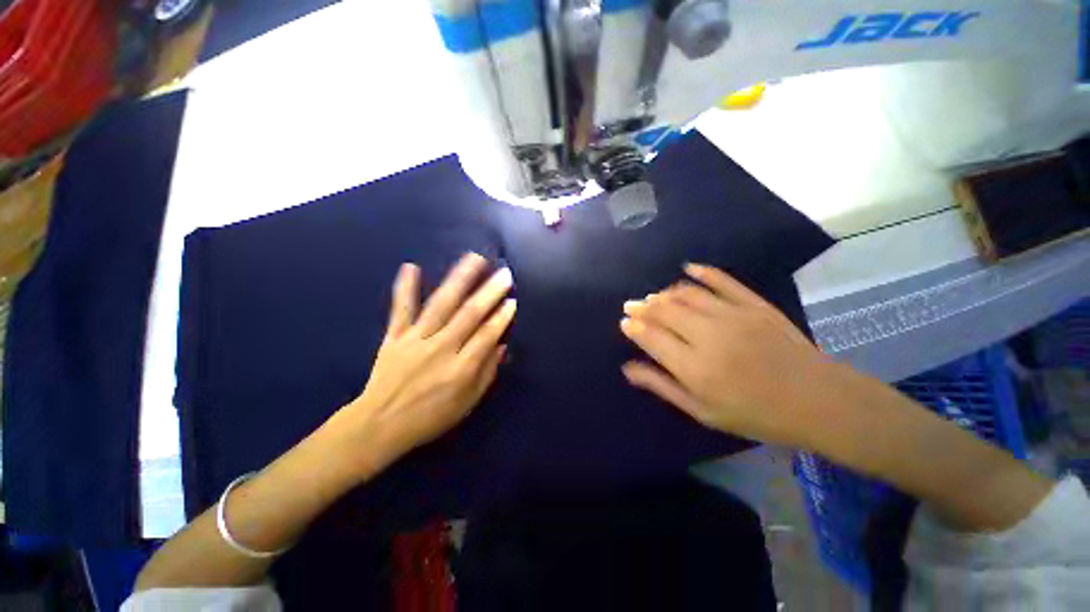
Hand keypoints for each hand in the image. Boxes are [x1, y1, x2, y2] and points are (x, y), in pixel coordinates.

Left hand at [334, 253, 514, 465]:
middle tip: (504, 273)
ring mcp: (416, 339)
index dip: (502, 317)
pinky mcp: (394, 337)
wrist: (379, 425)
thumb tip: (502, 345)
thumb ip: (486, 373)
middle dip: (489, 292)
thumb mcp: (467, 403)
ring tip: (474, 259)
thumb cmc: (430, 417)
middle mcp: (441, 348)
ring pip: (441, 304)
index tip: (512, 299)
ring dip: (459, 280)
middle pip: (469, 314)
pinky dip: (405, 288)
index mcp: (461, 368)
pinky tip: (412, 267)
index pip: (487, 335)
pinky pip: (401, 309)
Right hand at [620, 263, 838, 446]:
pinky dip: (702, 272)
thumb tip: (627, 368)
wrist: (819, 401)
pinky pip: (722, 280)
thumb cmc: (755, 415)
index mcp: (694, 367)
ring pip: (686, 293)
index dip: (634, 327)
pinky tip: (688, 268)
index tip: (624, 322)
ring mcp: (733, 315)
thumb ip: (662, 386)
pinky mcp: (754, 304)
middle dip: (642, 306)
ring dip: (664, 292)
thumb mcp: (702, 412)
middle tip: (631, 305)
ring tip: (654, 296)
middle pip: (664, 310)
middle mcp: (708, 336)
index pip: (651, 337)